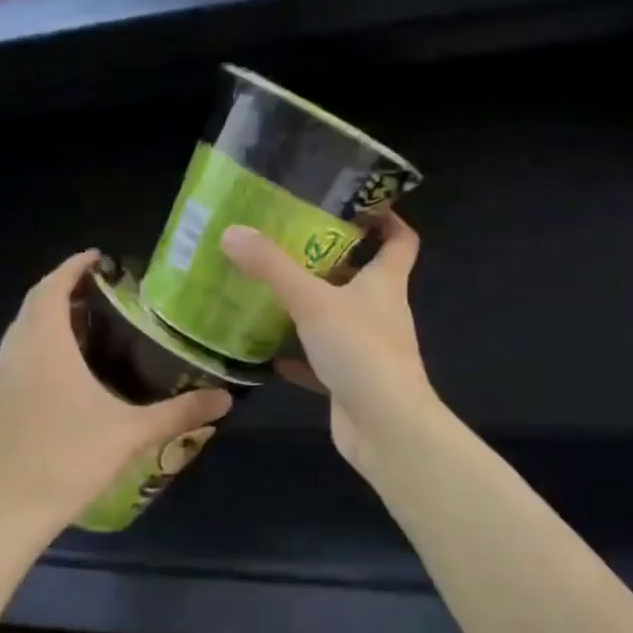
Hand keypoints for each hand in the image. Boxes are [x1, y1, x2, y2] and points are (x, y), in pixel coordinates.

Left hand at [0, 250, 233, 541]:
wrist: (10, 513)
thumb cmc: (71, 463)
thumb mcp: (131, 434)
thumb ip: (180, 412)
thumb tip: (226, 398)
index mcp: (44, 347)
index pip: (51, 288)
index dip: (72, 267)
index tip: (96, 257)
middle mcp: (12, 353)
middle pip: (32, 306)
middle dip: (60, 291)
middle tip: (95, 293)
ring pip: (16, 334)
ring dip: (41, 321)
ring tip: (76, 329)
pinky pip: (6, 361)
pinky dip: (27, 351)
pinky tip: (48, 375)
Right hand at [219, 214, 434, 475]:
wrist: (385, 428)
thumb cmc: (360, 351)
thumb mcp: (312, 302)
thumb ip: (272, 268)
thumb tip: (232, 232)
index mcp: (385, 283)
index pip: (400, 240)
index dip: (385, 219)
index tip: (355, 204)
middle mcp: (381, 311)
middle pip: (360, 276)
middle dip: (328, 260)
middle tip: (286, 243)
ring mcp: (367, 348)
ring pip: (337, 318)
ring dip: (309, 306)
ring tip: (268, 289)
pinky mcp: (350, 379)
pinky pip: (320, 359)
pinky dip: (297, 354)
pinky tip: (267, 351)